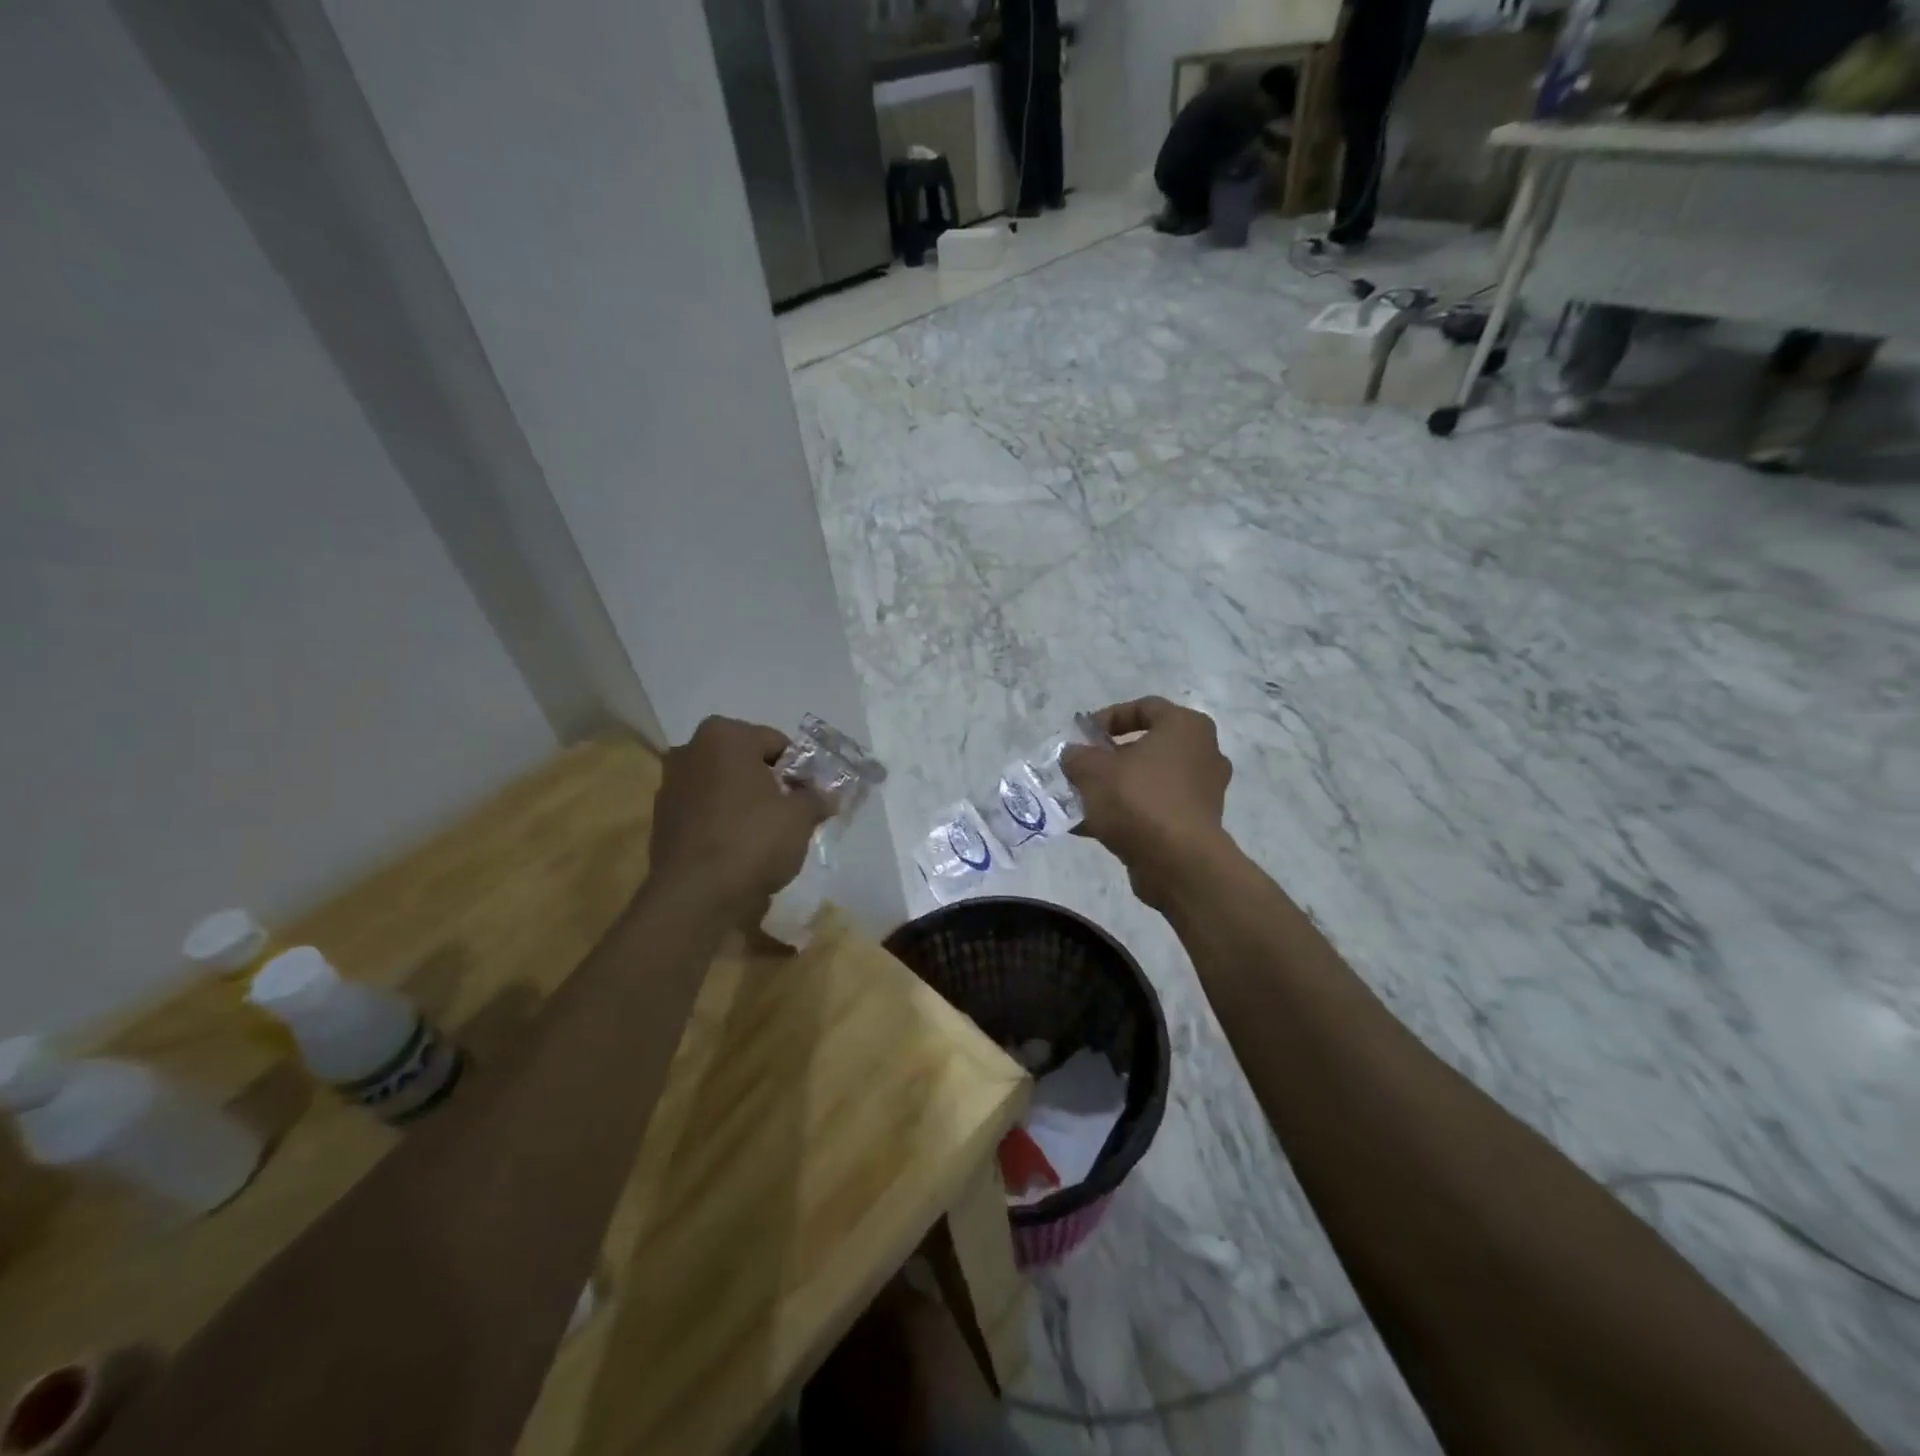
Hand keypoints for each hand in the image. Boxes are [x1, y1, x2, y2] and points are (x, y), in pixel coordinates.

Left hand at [649, 717, 831, 920]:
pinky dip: (721, 822)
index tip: (808, 797)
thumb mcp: (800, 817)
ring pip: (722, 786)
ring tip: (764, 835)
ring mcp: (670, 785)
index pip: (776, 742)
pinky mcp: (661, 819)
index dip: (798, 769)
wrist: (695, 895)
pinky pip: (704, 811)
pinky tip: (737, 849)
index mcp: (724, 735)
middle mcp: (690, 750)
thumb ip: (815, 798)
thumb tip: (823, 795)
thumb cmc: (752, 840)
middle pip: (744, 761)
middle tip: (789, 813)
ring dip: (743, 802)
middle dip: (768, 782)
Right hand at [1061, 697, 1233, 907]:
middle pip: (1146, 746)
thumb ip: (1077, 756)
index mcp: (1186, 727)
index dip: (1109, 717)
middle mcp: (1202, 754)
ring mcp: (1202, 792)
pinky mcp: (1195, 824)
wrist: (1178, 862)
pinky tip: (1089, 827)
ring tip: (1078, 800)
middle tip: (1081, 768)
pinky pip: (1154, 809)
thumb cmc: (1139, 799)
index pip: (1145, 707)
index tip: (1082, 736)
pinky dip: (1126, 814)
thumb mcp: (1093, 770)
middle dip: (1108, 758)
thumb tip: (1073, 755)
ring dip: (1114, 788)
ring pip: (1148, 781)